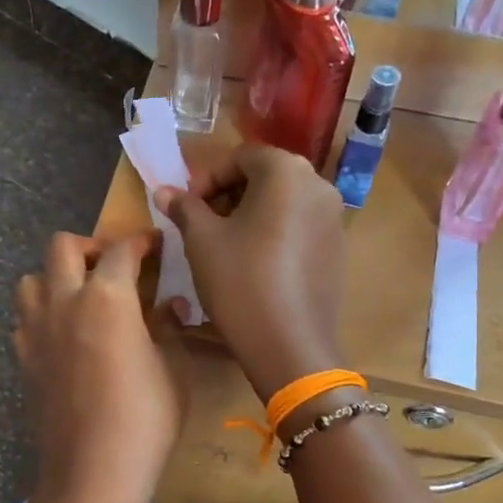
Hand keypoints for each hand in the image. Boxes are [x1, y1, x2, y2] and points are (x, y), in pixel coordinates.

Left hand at [13, 232, 189, 502]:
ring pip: (32, 279)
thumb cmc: (145, 419)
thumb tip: (169, 306)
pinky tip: (64, 336)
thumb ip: (169, 329)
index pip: (121, 250)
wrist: (92, 472)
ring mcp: (36, 331)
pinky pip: (25, 319)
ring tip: (82, 297)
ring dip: (57, 277)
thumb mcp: (174, 370)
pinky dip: (42, 315)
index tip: (153, 244)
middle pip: (63, 246)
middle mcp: (65, 302)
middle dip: (90, 246)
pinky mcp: (23, 360)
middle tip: (113, 266)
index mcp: (107, 298)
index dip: (140, 241)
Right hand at [155, 146, 347, 401]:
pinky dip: (274, 235)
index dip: (206, 179)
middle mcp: (318, 185)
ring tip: (224, 247)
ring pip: (283, 203)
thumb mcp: (201, 241)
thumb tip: (165, 191)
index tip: (186, 209)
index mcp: (286, 171)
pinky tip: (254, 266)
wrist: (290, 346)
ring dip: (250, 215)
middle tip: (202, 226)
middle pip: (265, 177)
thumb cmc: (240, 282)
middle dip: (228, 195)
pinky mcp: (338, 250)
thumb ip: (184, 207)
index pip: (239, 157)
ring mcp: (334, 219)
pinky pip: (299, 228)